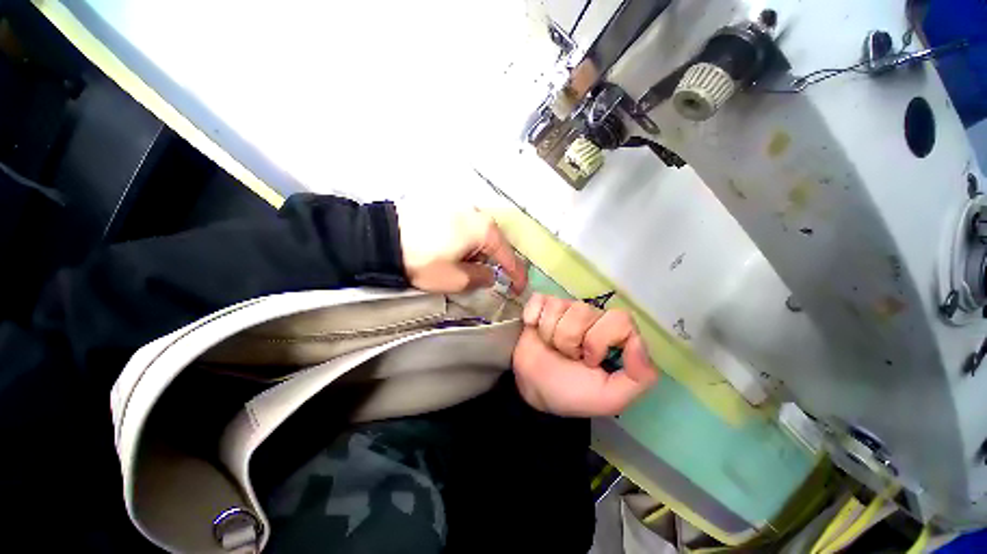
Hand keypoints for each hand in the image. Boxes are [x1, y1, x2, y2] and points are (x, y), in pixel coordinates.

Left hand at [396, 201, 526, 293]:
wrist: (382, 239)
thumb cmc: (423, 261)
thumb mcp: (456, 279)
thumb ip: (481, 278)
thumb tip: (489, 274)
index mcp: (485, 230)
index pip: (509, 256)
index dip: (517, 276)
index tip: (518, 289)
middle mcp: (477, 213)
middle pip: (494, 244)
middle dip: (492, 263)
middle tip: (482, 278)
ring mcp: (460, 206)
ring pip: (478, 235)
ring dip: (476, 252)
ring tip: (459, 265)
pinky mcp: (444, 206)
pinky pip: (464, 227)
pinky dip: (464, 242)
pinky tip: (448, 250)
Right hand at [512, 293, 658, 415]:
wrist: (533, 389)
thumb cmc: (571, 392)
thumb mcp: (610, 397)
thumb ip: (639, 377)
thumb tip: (638, 341)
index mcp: (612, 334)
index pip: (619, 319)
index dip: (600, 339)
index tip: (590, 360)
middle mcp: (591, 316)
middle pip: (583, 311)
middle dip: (570, 340)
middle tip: (568, 356)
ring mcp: (564, 308)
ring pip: (558, 305)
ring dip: (550, 334)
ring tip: (551, 347)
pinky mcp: (541, 304)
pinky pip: (538, 299)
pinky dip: (533, 316)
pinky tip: (534, 328)